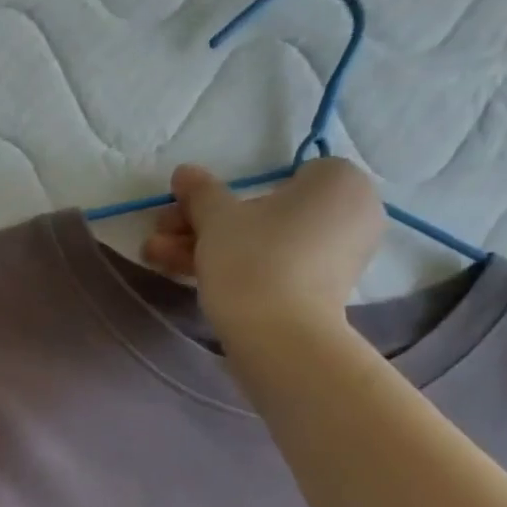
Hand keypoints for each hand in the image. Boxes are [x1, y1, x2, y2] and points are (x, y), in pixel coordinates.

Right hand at [142, 158, 383, 338]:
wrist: (279, 335)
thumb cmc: (253, 260)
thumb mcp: (216, 219)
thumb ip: (200, 192)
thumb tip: (184, 171)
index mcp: (338, 181)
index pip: (279, 176)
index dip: (230, 194)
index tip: (192, 212)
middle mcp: (350, 212)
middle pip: (264, 212)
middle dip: (207, 225)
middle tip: (163, 235)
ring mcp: (338, 255)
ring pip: (263, 242)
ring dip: (209, 248)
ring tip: (156, 258)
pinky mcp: (322, 289)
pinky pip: (276, 266)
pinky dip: (239, 268)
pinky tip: (189, 276)